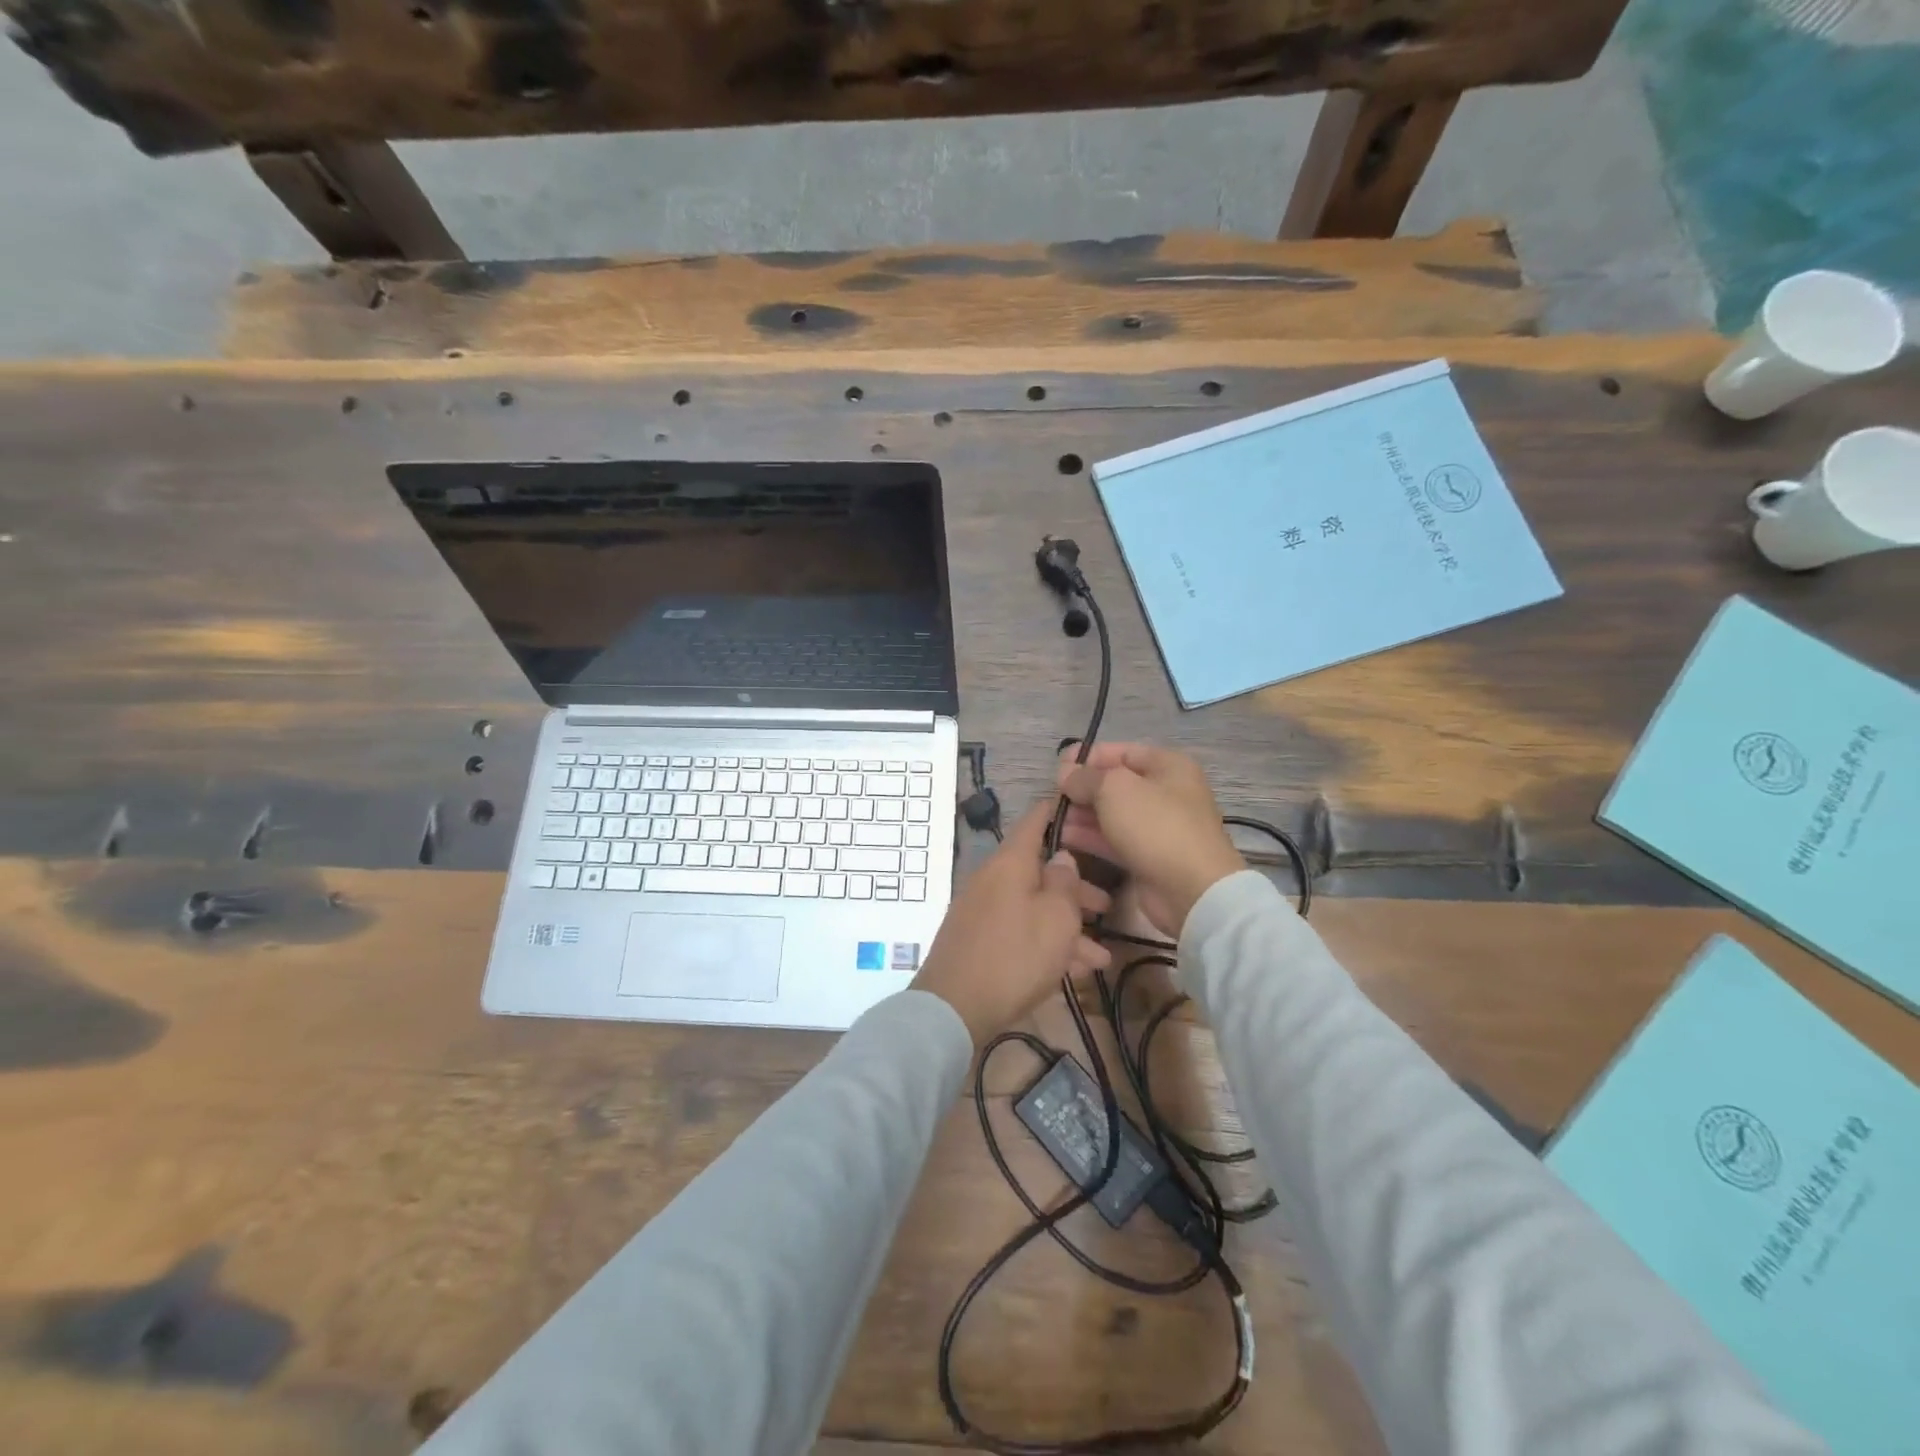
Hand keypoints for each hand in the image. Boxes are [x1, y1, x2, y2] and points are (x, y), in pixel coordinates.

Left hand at [911, 800, 1111, 1047]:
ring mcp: (983, 911)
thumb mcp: (1056, 918)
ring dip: (1068, 928)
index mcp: (1010, 863)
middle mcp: (994, 880)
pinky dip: (1046, 946)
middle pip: (1040, 872)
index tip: (1084, 807)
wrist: (954, 1007)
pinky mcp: (979, 942)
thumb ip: (1065, 883)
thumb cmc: (1015, 955)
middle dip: (1077, 890)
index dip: (1060, 811)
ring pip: (1034, 908)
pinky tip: (1075, 972)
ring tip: (1101, 956)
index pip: (1035, 821)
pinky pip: (1020, 933)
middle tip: (1107, 905)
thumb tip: (1061, 857)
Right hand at [1056, 743, 1244, 939]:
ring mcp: (1158, 827)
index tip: (1058, 768)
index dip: (1088, 757)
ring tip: (1053, 819)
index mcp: (1168, 766)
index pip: (1121, 751)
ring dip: (1082, 814)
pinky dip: (1090, 837)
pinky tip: (1063, 838)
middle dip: (1082, 789)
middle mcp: (1166, 792)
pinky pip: (1114, 839)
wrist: (1192, 889)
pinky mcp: (1148, 856)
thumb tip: (1066, 774)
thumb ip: (1086, 777)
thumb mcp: (1114, 789)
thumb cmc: (1155, 825)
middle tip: (1052, 798)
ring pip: (1112, 813)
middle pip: (1115, 784)